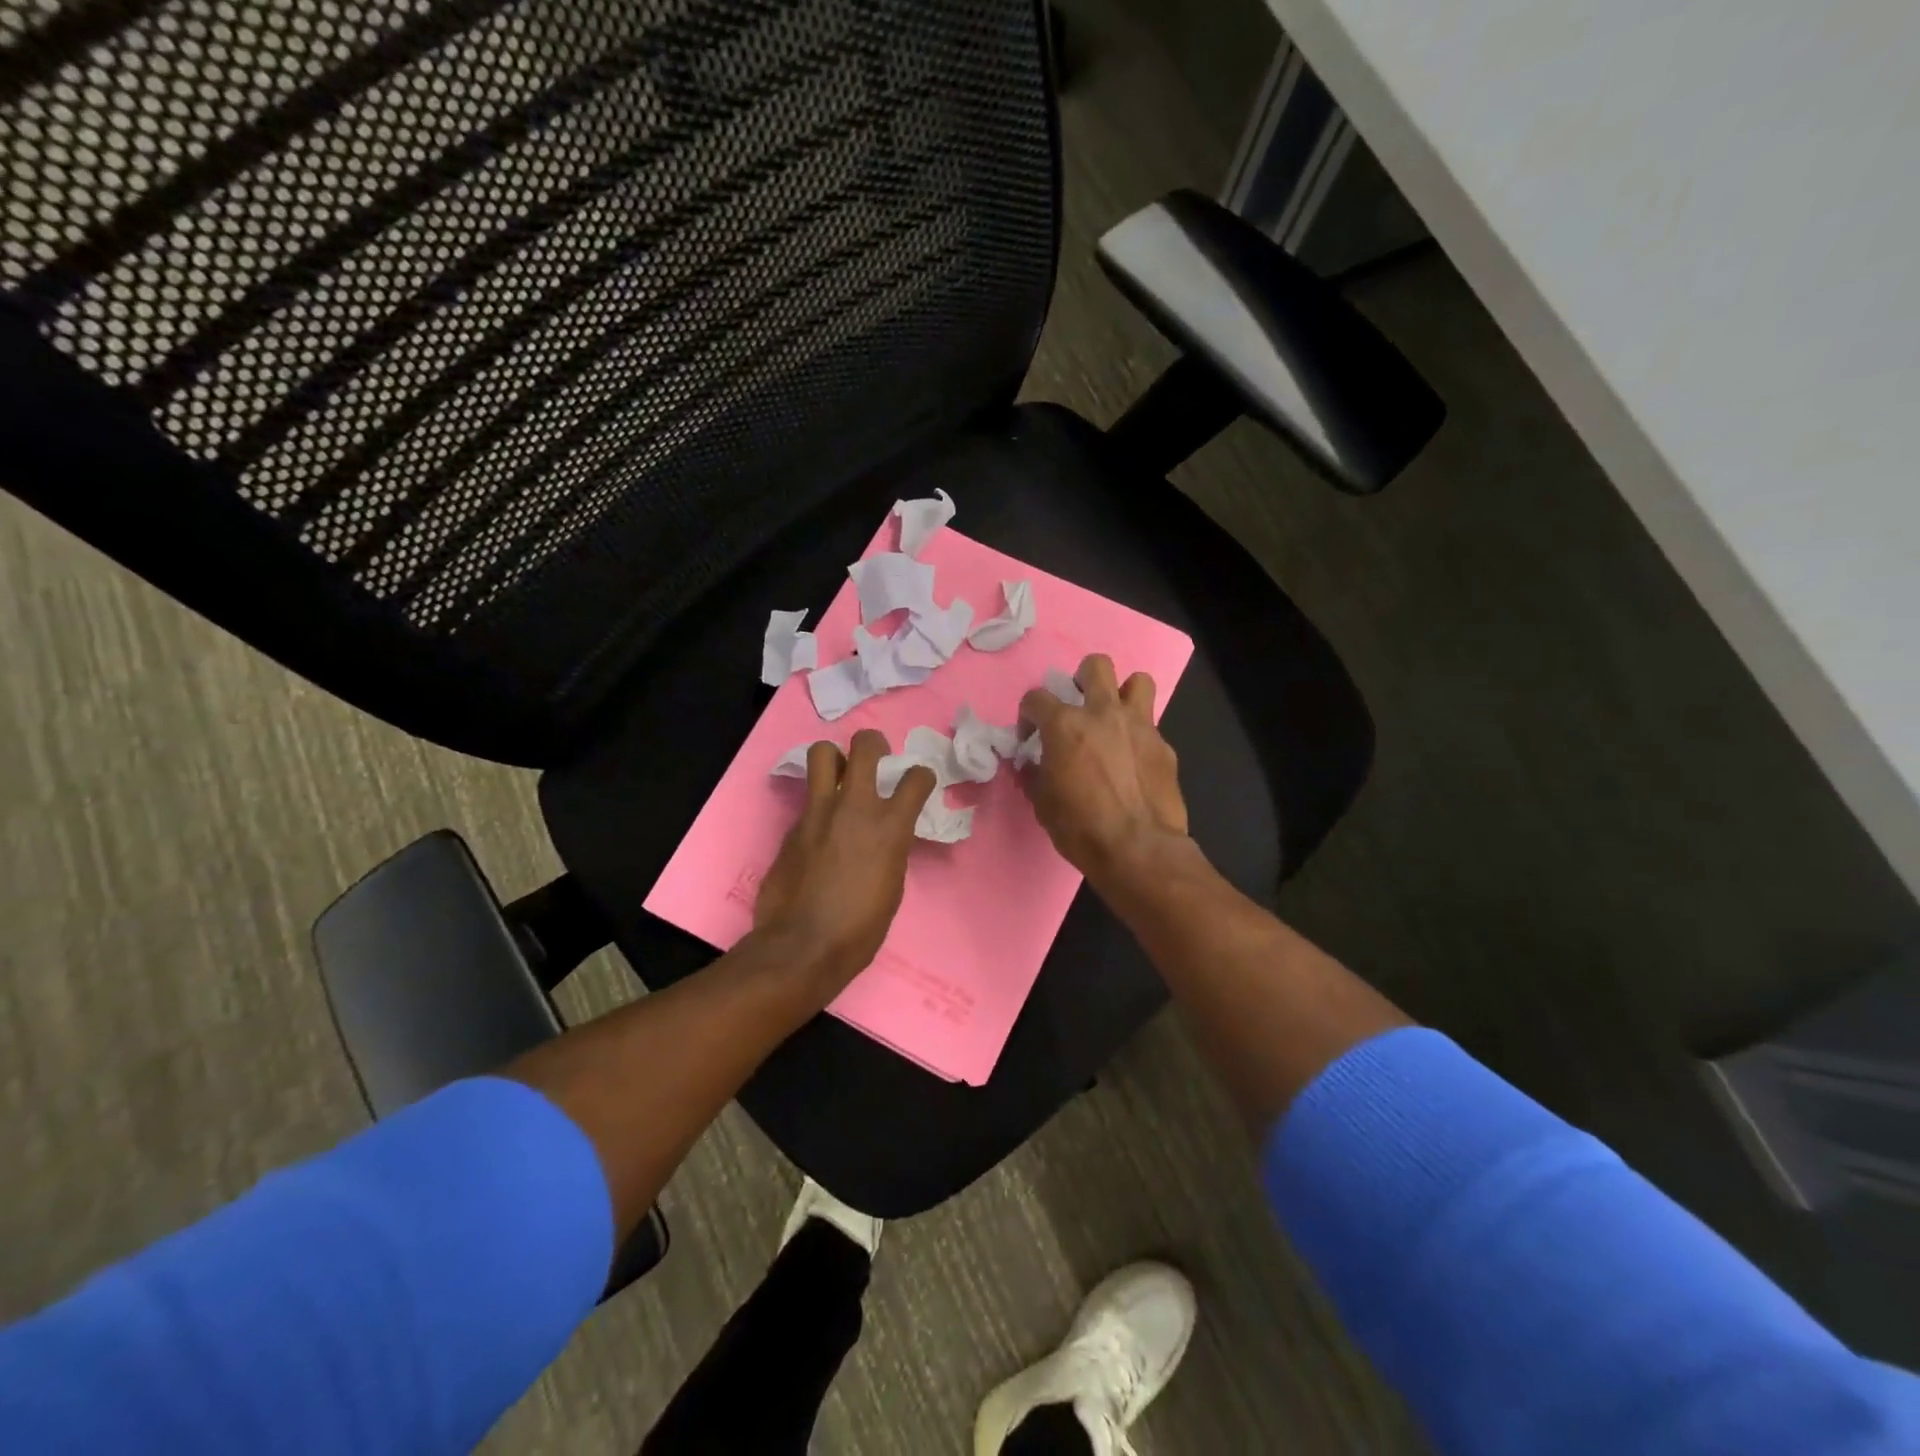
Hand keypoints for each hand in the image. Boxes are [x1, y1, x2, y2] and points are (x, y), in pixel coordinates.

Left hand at [753, 730, 936, 990]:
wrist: (802, 947)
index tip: (916, 784)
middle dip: (873, 744)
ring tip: (839, 776)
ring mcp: (819, 813)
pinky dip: (818, 804)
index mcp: (891, 828)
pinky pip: (808, 799)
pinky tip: (819, 828)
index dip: (920, 776)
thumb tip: (884, 838)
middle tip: (874, 758)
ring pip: (822, 753)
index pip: (917, 777)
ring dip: (835, 758)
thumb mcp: (892, 885)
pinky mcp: (792, 826)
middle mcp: (856, 808)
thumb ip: (890, 849)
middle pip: (865, 745)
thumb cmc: (859, 929)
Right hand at [1019, 654, 1189, 890]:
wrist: (1138, 850)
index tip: (1030, 737)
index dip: (1028, 715)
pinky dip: (1139, 736)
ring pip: (1138, 681)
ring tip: (1115, 718)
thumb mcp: (1043, 804)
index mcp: (1065, 725)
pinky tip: (1134, 761)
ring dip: (1124, 693)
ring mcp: (1139, 726)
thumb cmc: (1080, 828)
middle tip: (1079, 706)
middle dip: (1083, 678)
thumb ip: (1035, 774)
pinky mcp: (1164, 746)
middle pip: (1096, 666)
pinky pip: (1151, 726)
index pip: (1036, 698)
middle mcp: (1103, 713)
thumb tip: (1032, 765)